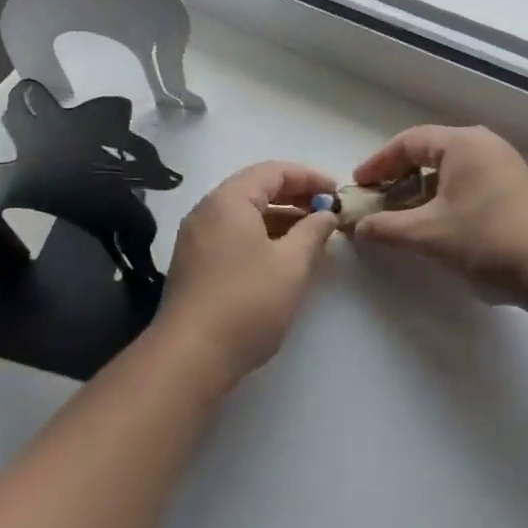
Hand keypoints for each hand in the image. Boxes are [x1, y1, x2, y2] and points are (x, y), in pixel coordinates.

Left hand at [158, 162, 337, 386]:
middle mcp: (208, 210)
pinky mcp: (194, 263)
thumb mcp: (292, 265)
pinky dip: (261, 236)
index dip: (309, 178)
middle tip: (327, 211)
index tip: (337, 193)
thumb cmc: (247, 302)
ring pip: (245, 214)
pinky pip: (233, 234)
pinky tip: (282, 257)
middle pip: (256, 188)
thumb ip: (313, 232)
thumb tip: (326, 214)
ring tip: (311, 235)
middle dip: (295, 197)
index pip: (274, 171)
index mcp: (229, 199)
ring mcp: (196, 237)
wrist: (190, 356)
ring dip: (279, 218)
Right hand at [350, 126, 527, 310]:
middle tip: (376, 198)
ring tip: (401, 213)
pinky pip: (467, 181)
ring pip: (449, 169)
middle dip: (398, 175)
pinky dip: (443, 196)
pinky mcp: (514, 188)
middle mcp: (483, 145)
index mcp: (462, 143)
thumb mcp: (429, 234)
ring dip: (420, 189)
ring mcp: (502, 165)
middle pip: (429, 152)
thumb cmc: (489, 240)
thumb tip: (357, 227)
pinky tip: (435, 222)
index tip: (358, 185)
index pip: (408, 142)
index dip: (378, 163)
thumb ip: (387, 228)